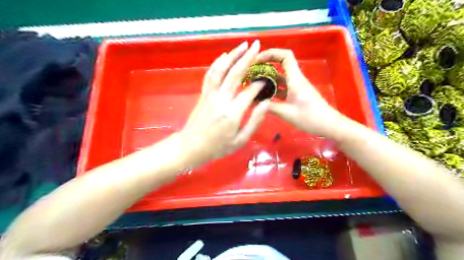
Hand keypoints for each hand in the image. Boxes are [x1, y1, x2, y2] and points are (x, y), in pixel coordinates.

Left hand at [180, 39, 268, 166]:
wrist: (192, 146)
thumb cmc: (218, 146)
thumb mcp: (240, 140)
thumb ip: (255, 121)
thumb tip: (266, 103)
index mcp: (233, 113)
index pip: (250, 91)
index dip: (260, 84)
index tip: (267, 79)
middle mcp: (221, 99)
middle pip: (235, 73)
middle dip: (247, 58)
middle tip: (256, 45)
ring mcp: (210, 95)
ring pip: (221, 69)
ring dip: (232, 55)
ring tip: (242, 45)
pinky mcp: (203, 94)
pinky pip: (210, 74)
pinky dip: (217, 63)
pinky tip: (224, 55)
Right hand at [253, 49, 343, 140]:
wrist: (329, 125)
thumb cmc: (311, 118)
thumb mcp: (288, 114)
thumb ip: (271, 107)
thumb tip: (256, 104)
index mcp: (295, 79)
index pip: (285, 56)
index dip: (271, 53)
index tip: (257, 60)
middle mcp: (296, 79)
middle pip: (281, 64)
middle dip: (266, 65)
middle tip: (251, 73)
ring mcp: (296, 87)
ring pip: (280, 77)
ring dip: (268, 79)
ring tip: (253, 85)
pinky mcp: (296, 94)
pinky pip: (283, 87)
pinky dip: (273, 89)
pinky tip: (263, 97)